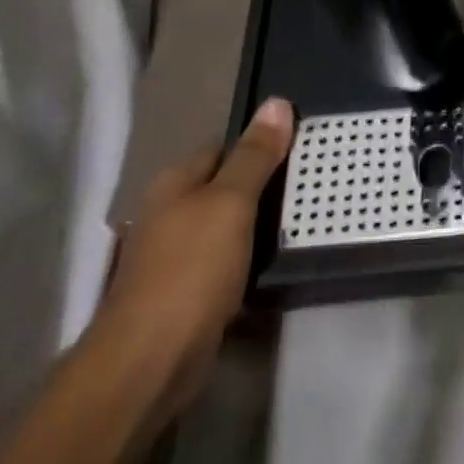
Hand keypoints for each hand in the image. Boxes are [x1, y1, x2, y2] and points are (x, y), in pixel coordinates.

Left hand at [97, 97, 294, 413]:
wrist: (151, 360)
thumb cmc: (191, 270)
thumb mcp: (231, 203)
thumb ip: (255, 156)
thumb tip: (276, 102)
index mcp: (174, 184)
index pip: (223, 148)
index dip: (260, 144)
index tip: (302, 147)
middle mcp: (169, 214)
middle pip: (225, 186)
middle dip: (264, 184)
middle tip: (313, 181)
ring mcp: (175, 256)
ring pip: (228, 226)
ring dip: (260, 224)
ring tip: (305, 217)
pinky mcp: (187, 293)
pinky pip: (227, 261)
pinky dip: (251, 258)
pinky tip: (277, 261)